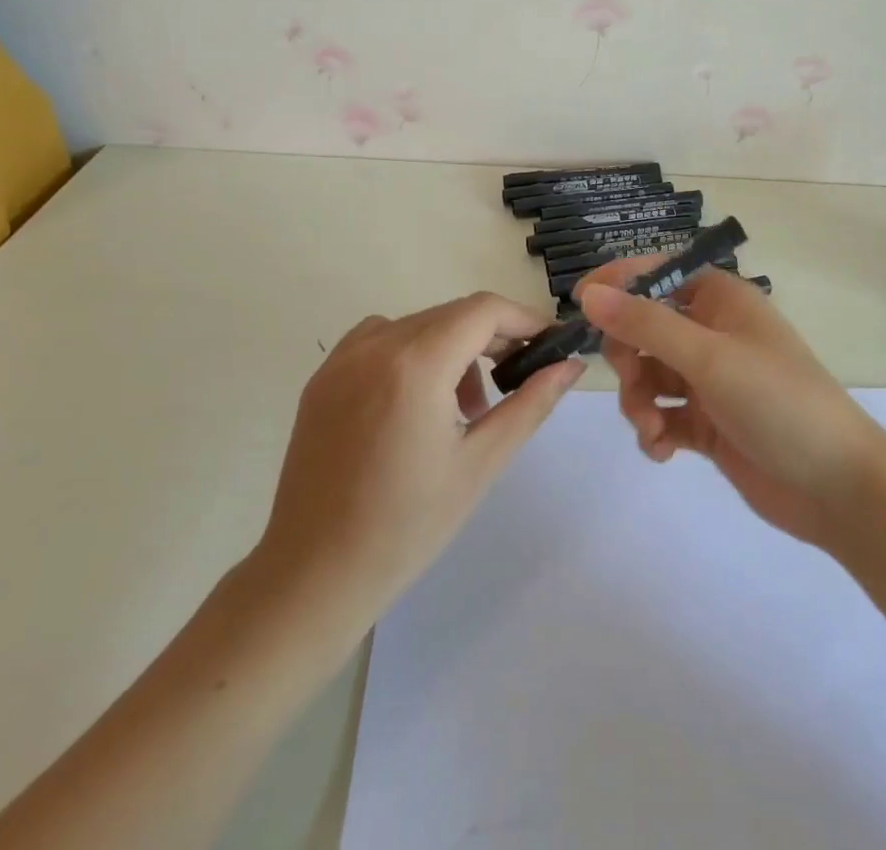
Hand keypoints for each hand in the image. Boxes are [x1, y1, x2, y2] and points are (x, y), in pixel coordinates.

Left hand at [252, 293, 583, 637]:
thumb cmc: (407, 526)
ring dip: (453, 347)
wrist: (313, 574)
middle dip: (492, 338)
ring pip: (419, 324)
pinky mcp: (323, 376)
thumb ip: (531, 403)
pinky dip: (412, 352)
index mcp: (416, 364)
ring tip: (464, 407)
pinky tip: (416, 401)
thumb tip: (572, 365)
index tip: (548, 346)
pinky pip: (381, 339)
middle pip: (452, 314)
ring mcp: (343, 358)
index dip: (523, 320)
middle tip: (514, 382)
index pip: (484, 310)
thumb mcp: (481, 463)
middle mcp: (376, 345)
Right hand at [578, 264, 885, 551]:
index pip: (656, 274)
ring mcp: (709, 379)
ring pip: (648, 374)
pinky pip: (662, 414)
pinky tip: (662, 450)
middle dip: (628, 355)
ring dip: (639, 399)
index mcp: (720, 299)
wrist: (838, 487)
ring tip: (652, 428)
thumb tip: (588, 293)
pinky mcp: (707, 422)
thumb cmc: (778, 401)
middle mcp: (712, 332)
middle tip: (631, 379)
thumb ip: (645, 324)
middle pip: (644, 327)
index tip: (579, 306)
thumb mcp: (709, 357)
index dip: (617, 285)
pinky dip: (654, 429)